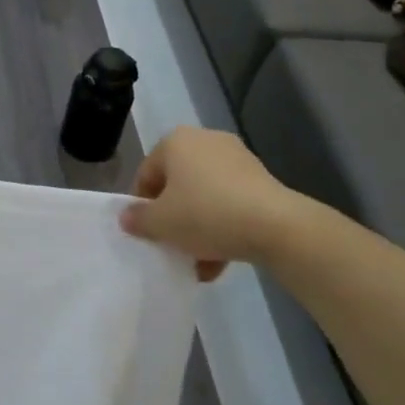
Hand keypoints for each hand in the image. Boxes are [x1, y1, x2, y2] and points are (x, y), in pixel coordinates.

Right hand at [120, 127, 307, 279]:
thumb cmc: (206, 214)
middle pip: (177, 185)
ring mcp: (237, 158)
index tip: (148, 234)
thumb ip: (138, 219)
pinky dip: (222, 227)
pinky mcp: (261, 180)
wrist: (277, 226)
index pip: (146, 174)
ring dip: (197, 229)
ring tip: (198, 263)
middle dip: (173, 219)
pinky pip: (230, 203)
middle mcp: (204, 141)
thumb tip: (127, 217)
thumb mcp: (161, 223)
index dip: (142, 207)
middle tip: (172, 246)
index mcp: (175, 141)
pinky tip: (221, 260)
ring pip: (204, 197)